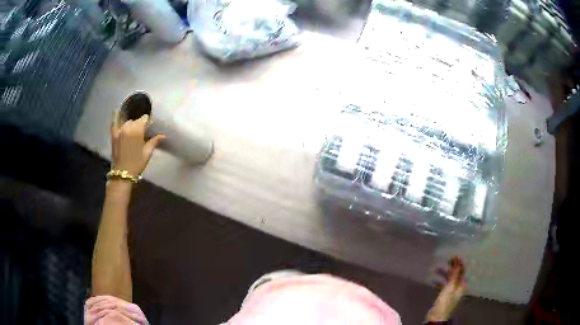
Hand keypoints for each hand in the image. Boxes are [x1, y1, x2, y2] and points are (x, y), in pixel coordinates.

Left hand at [111, 114, 164, 175]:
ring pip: (127, 123)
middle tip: (141, 133)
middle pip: (135, 120)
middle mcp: (128, 127)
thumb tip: (163, 135)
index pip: (144, 118)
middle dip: (139, 125)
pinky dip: (118, 124)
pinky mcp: (113, 135)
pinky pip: (115, 125)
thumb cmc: (137, 163)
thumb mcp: (147, 153)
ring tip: (132, 133)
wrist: (122, 173)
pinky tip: (120, 126)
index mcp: (137, 130)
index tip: (149, 128)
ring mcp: (119, 131)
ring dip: (131, 126)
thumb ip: (154, 141)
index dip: (148, 122)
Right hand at [427, 256, 465, 321]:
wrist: (437, 316)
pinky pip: (443, 285)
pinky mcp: (445, 295)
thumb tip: (458, 260)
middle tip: (442, 261)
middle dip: (449, 268)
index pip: (462, 270)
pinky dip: (439, 281)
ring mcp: (452, 292)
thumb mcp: (451, 286)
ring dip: (442, 274)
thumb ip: (455, 273)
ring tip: (435, 269)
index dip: (458, 263)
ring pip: (448, 279)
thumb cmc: (445, 301)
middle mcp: (458, 287)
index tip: (453, 256)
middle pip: (455, 274)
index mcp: (462, 284)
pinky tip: (433, 281)